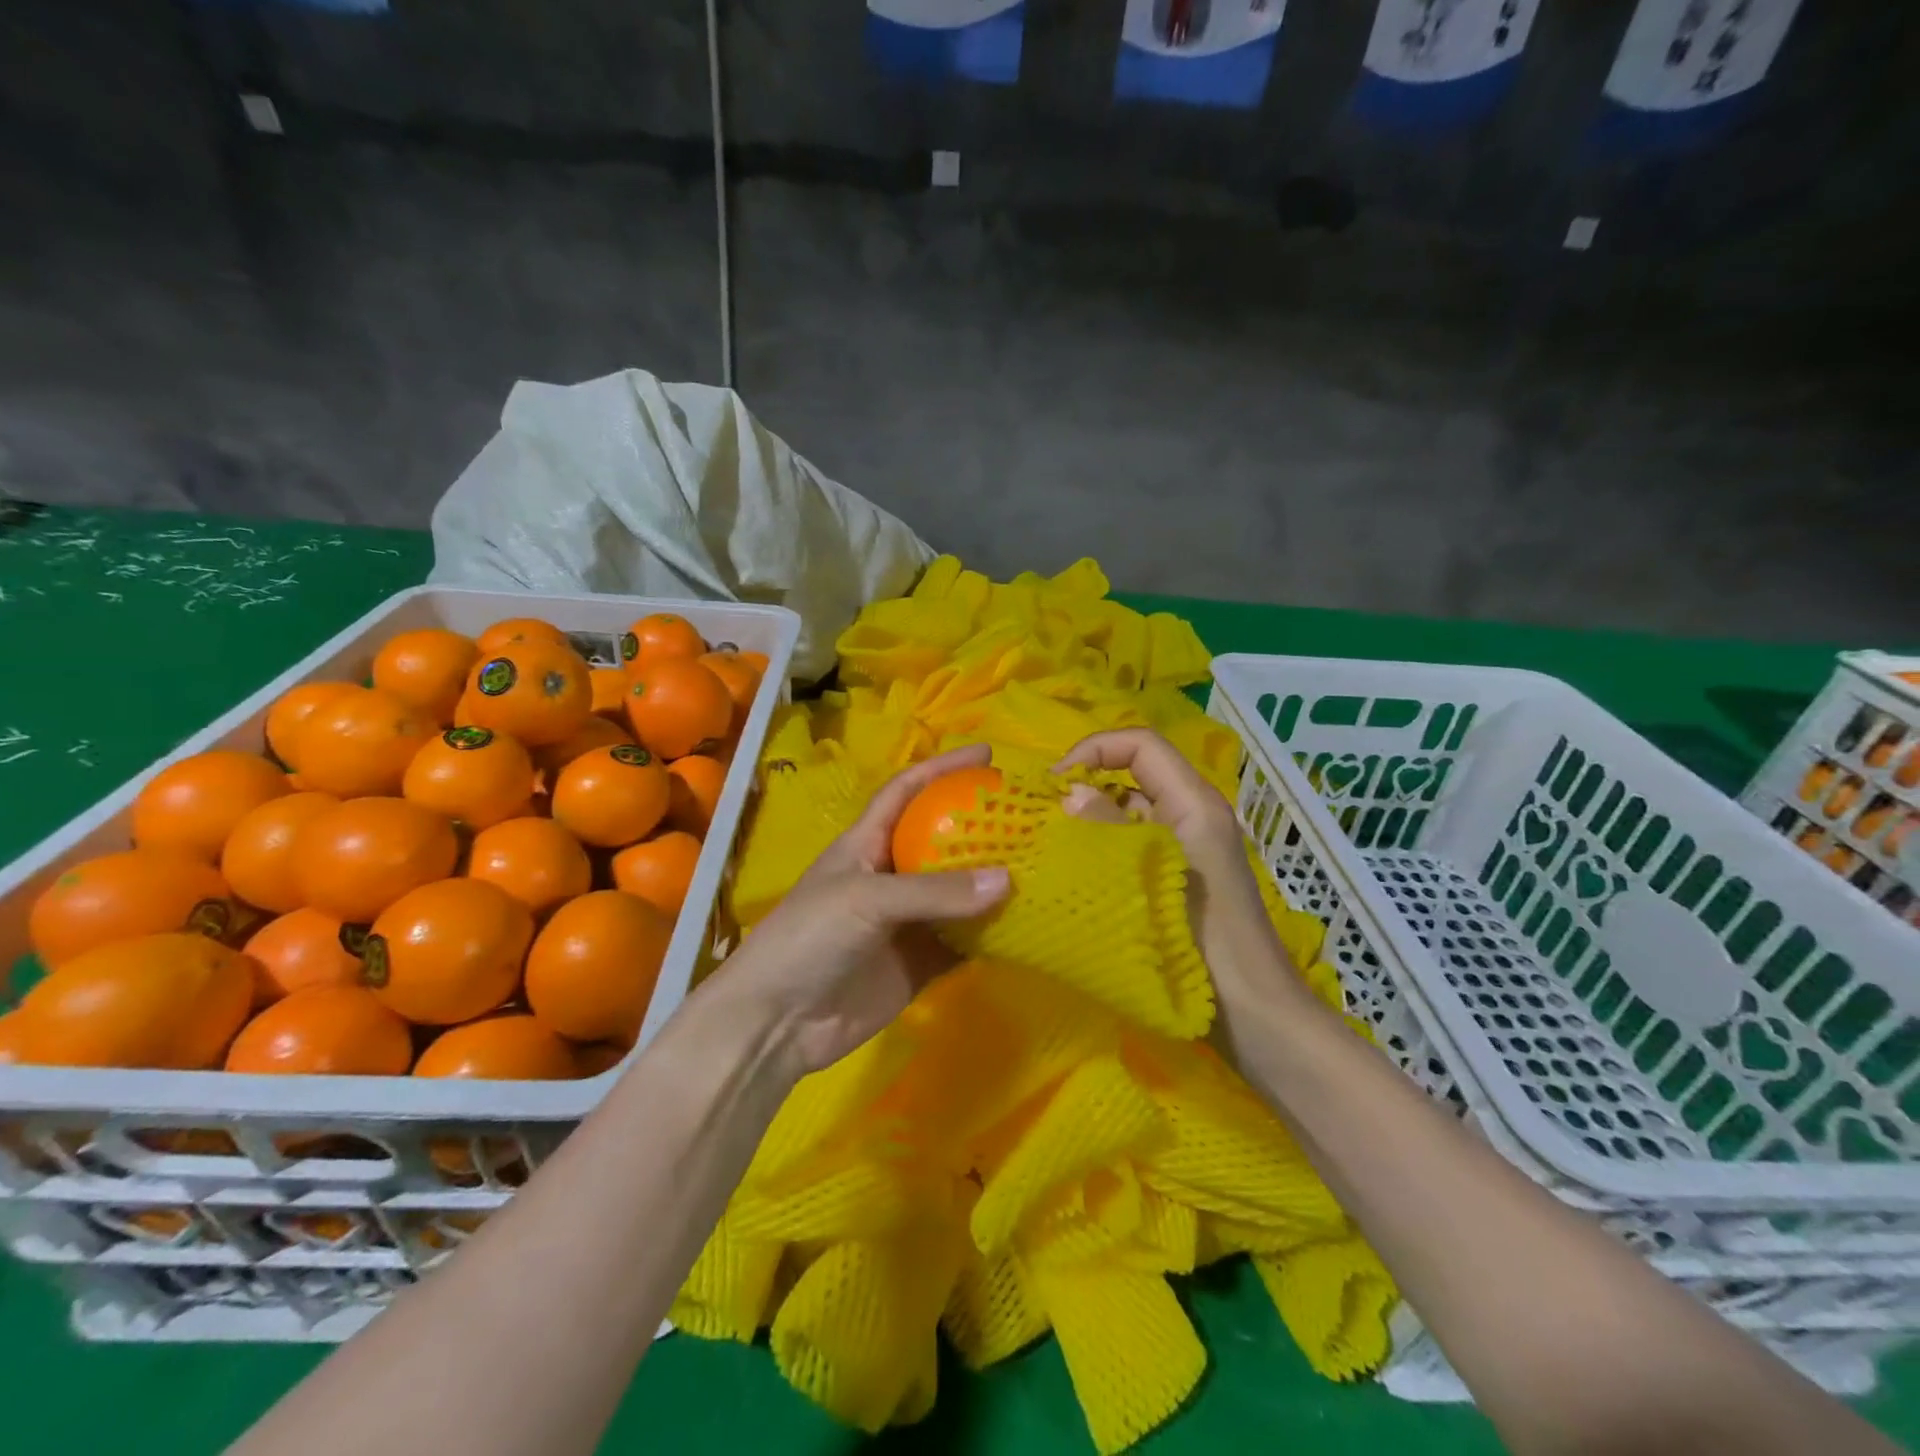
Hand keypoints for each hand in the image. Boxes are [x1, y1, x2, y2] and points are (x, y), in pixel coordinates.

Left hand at [711, 744, 1010, 1081]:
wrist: (778, 1022)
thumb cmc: (809, 938)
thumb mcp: (866, 900)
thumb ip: (934, 891)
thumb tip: (1008, 881)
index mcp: (866, 844)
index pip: (906, 791)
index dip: (941, 768)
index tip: (986, 754)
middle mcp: (890, 876)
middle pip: (942, 841)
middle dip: (982, 826)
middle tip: (1030, 817)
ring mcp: (906, 921)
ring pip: (958, 894)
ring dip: (993, 883)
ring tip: (1043, 865)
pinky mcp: (919, 962)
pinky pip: (963, 942)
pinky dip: (992, 934)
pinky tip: (1028, 925)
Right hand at [1053, 729, 1300, 987]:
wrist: (1255, 1014)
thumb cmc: (1206, 943)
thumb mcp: (1155, 877)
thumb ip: (1110, 829)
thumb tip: (1071, 793)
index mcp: (1194, 803)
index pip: (1140, 744)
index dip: (1093, 749)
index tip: (1052, 782)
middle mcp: (1193, 813)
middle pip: (1134, 773)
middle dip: (1085, 785)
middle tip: (1042, 817)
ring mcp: (1188, 845)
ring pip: (1131, 809)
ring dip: (1091, 819)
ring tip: (1051, 845)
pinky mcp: (1180, 874)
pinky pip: (1135, 842)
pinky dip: (1104, 847)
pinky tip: (1077, 873)